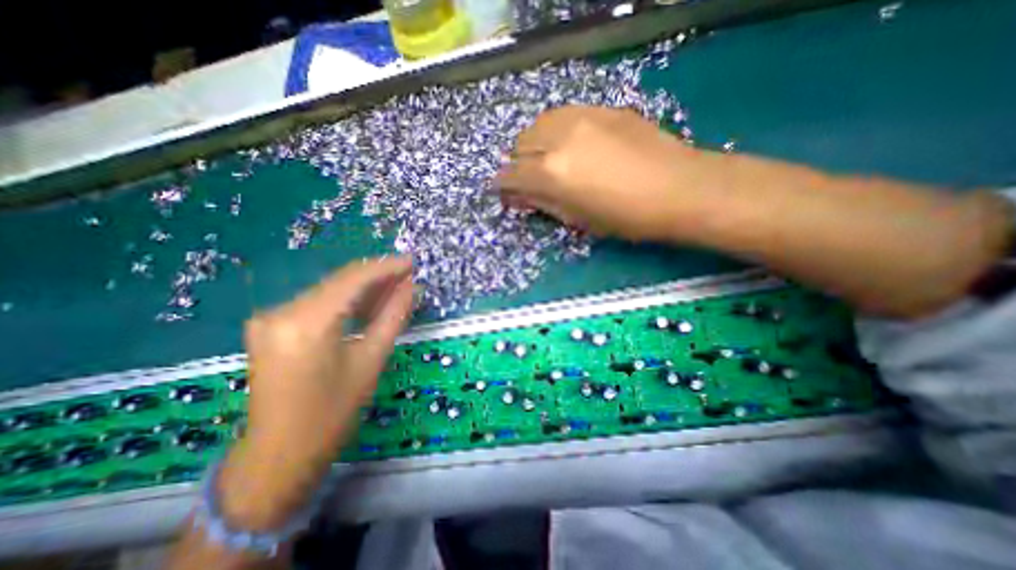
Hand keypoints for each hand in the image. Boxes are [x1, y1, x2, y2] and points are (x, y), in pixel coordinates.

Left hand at [220, 257, 413, 531]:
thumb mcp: (372, 360)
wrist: (282, 452)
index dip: (386, 267)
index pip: (353, 279)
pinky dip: (346, 301)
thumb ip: (393, 316)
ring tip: (395, 290)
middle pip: (340, 281)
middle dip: (377, 277)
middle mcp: (281, 311)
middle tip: (409, 277)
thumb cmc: (334, 411)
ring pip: (329, 290)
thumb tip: (411, 286)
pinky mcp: (271, 325)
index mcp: (307, 323)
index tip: (412, 261)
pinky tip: (368, 305)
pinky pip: (317, 303)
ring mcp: (271, 317)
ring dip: (364, 289)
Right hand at [497, 105, 702, 241]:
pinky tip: (567, 144)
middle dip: (516, 165)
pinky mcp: (600, 109)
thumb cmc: (626, 217)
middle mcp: (558, 139)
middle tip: (527, 180)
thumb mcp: (577, 219)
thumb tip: (518, 197)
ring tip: (545, 160)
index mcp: (551, 173)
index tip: (504, 193)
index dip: (502, 186)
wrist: (679, 189)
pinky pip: (562, 115)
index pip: (510, 175)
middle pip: (519, 145)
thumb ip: (542, 203)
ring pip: (537, 124)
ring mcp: (580, 117)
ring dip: (533, 144)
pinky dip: (554, 131)